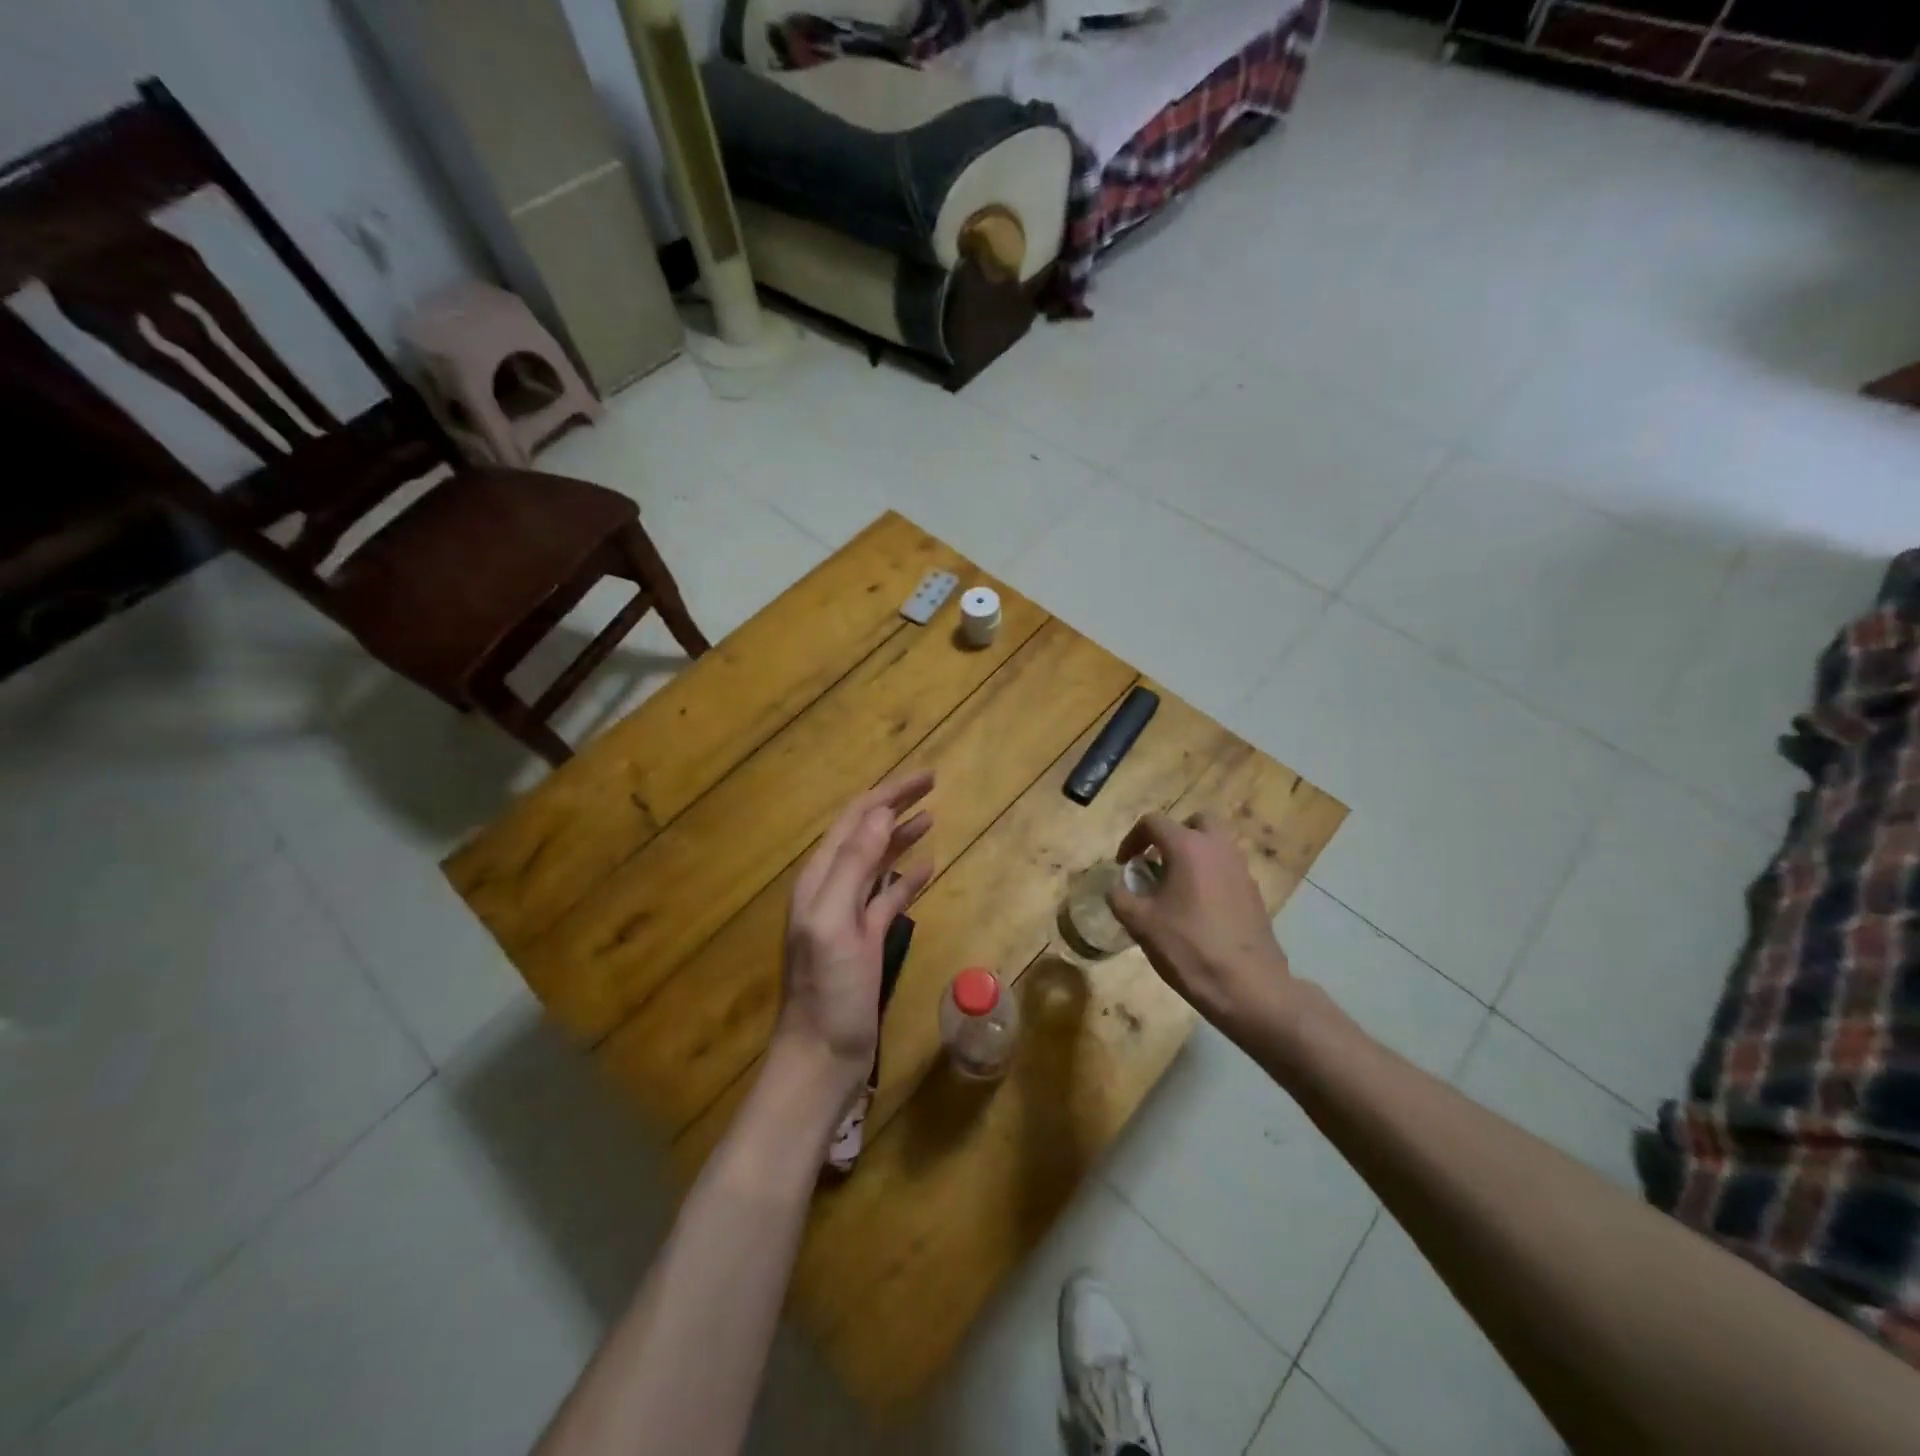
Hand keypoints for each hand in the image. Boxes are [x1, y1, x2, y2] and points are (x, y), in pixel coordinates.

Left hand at [774, 771, 934, 1099]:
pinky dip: (905, 877)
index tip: (926, 776)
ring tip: (931, 817)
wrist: (822, 1057)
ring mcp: (849, 914)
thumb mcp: (836, 921)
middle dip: (894, 805)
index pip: (854, 819)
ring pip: (877, 861)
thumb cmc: (827, 991)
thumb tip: (879, 812)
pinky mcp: (866, 939)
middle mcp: (831, 888)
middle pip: (865, 833)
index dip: (887, 793)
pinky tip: (927, 866)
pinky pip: (887, 897)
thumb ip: (854, 865)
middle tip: (932, 784)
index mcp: (819, 879)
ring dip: (900, 836)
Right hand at [1106, 811, 1291, 1037]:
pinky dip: (1210, 876)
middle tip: (1156, 863)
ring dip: (1193, 856)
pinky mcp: (1254, 893)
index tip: (1124, 865)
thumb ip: (1120, 898)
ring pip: (1215, 845)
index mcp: (1188, 847)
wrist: (1248, 987)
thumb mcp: (1140, 924)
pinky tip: (1198, 911)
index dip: (1132, 839)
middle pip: (1195, 822)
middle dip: (1172, 836)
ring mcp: (1241, 870)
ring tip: (1174, 889)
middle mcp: (1218, 848)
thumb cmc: (1189, 948)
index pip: (1153, 822)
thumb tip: (1116, 888)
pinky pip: (1227, 870)